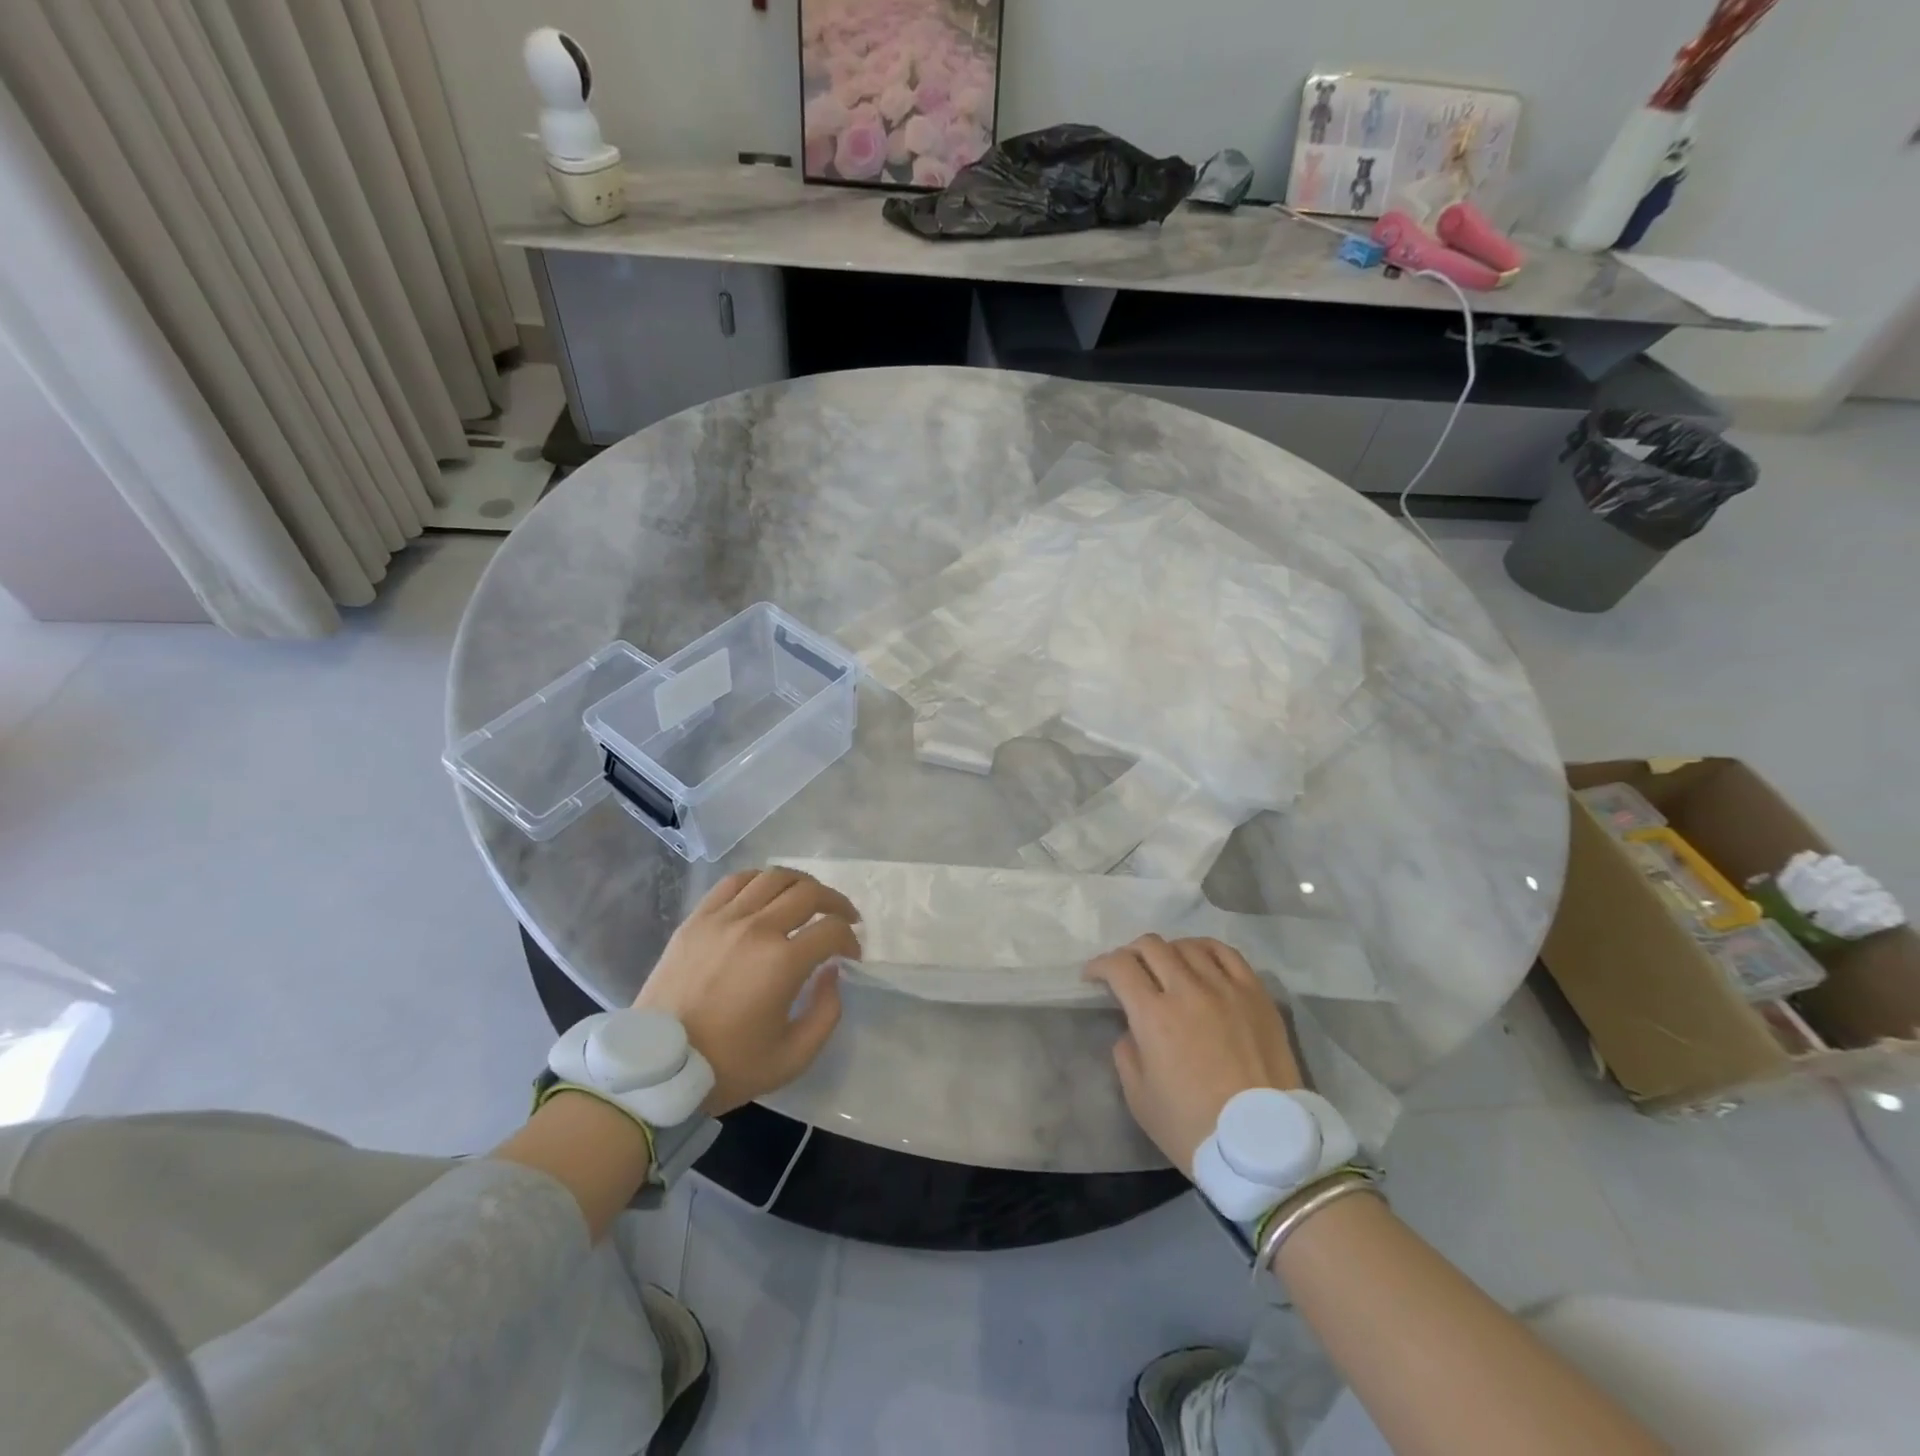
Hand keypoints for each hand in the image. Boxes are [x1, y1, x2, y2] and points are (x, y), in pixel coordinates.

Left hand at [635, 868, 859, 1115]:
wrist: (656, 1068)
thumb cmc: (727, 1067)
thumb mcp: (793, 1057)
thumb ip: (826, 1013)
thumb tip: (832, 972)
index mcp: (782, 962)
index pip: (831, 929)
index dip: (850, 939)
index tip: (851, 954)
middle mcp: (756, 929)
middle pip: (808, 892)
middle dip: (835, 902)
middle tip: (843, 917)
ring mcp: (723, 919)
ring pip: (773, 877)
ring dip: (801, 884)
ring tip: (809, 899)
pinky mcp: (697, 919)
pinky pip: (735, 881)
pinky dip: (760, 879)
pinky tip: (767, 892)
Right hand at [1085, 935, 1301, 1175]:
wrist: (1264, 1147)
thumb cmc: (1193, 1128)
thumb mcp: (1139, 1098)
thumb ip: (1126, 1052)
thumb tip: (1132, 1028)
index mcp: (1153, 1016)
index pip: (1119, 966)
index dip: (1099, 965)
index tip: (1093, 977)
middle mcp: (1187, 990)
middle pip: (1151, 946)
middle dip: (1129, 953)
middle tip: (1127, 972)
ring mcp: (1225, 988)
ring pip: (1187, 945)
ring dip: (1167, 952)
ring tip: (1165, 968)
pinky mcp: (1256, 993)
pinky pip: (1226, 953)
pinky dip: (1204, 949)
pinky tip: (1199, 961)